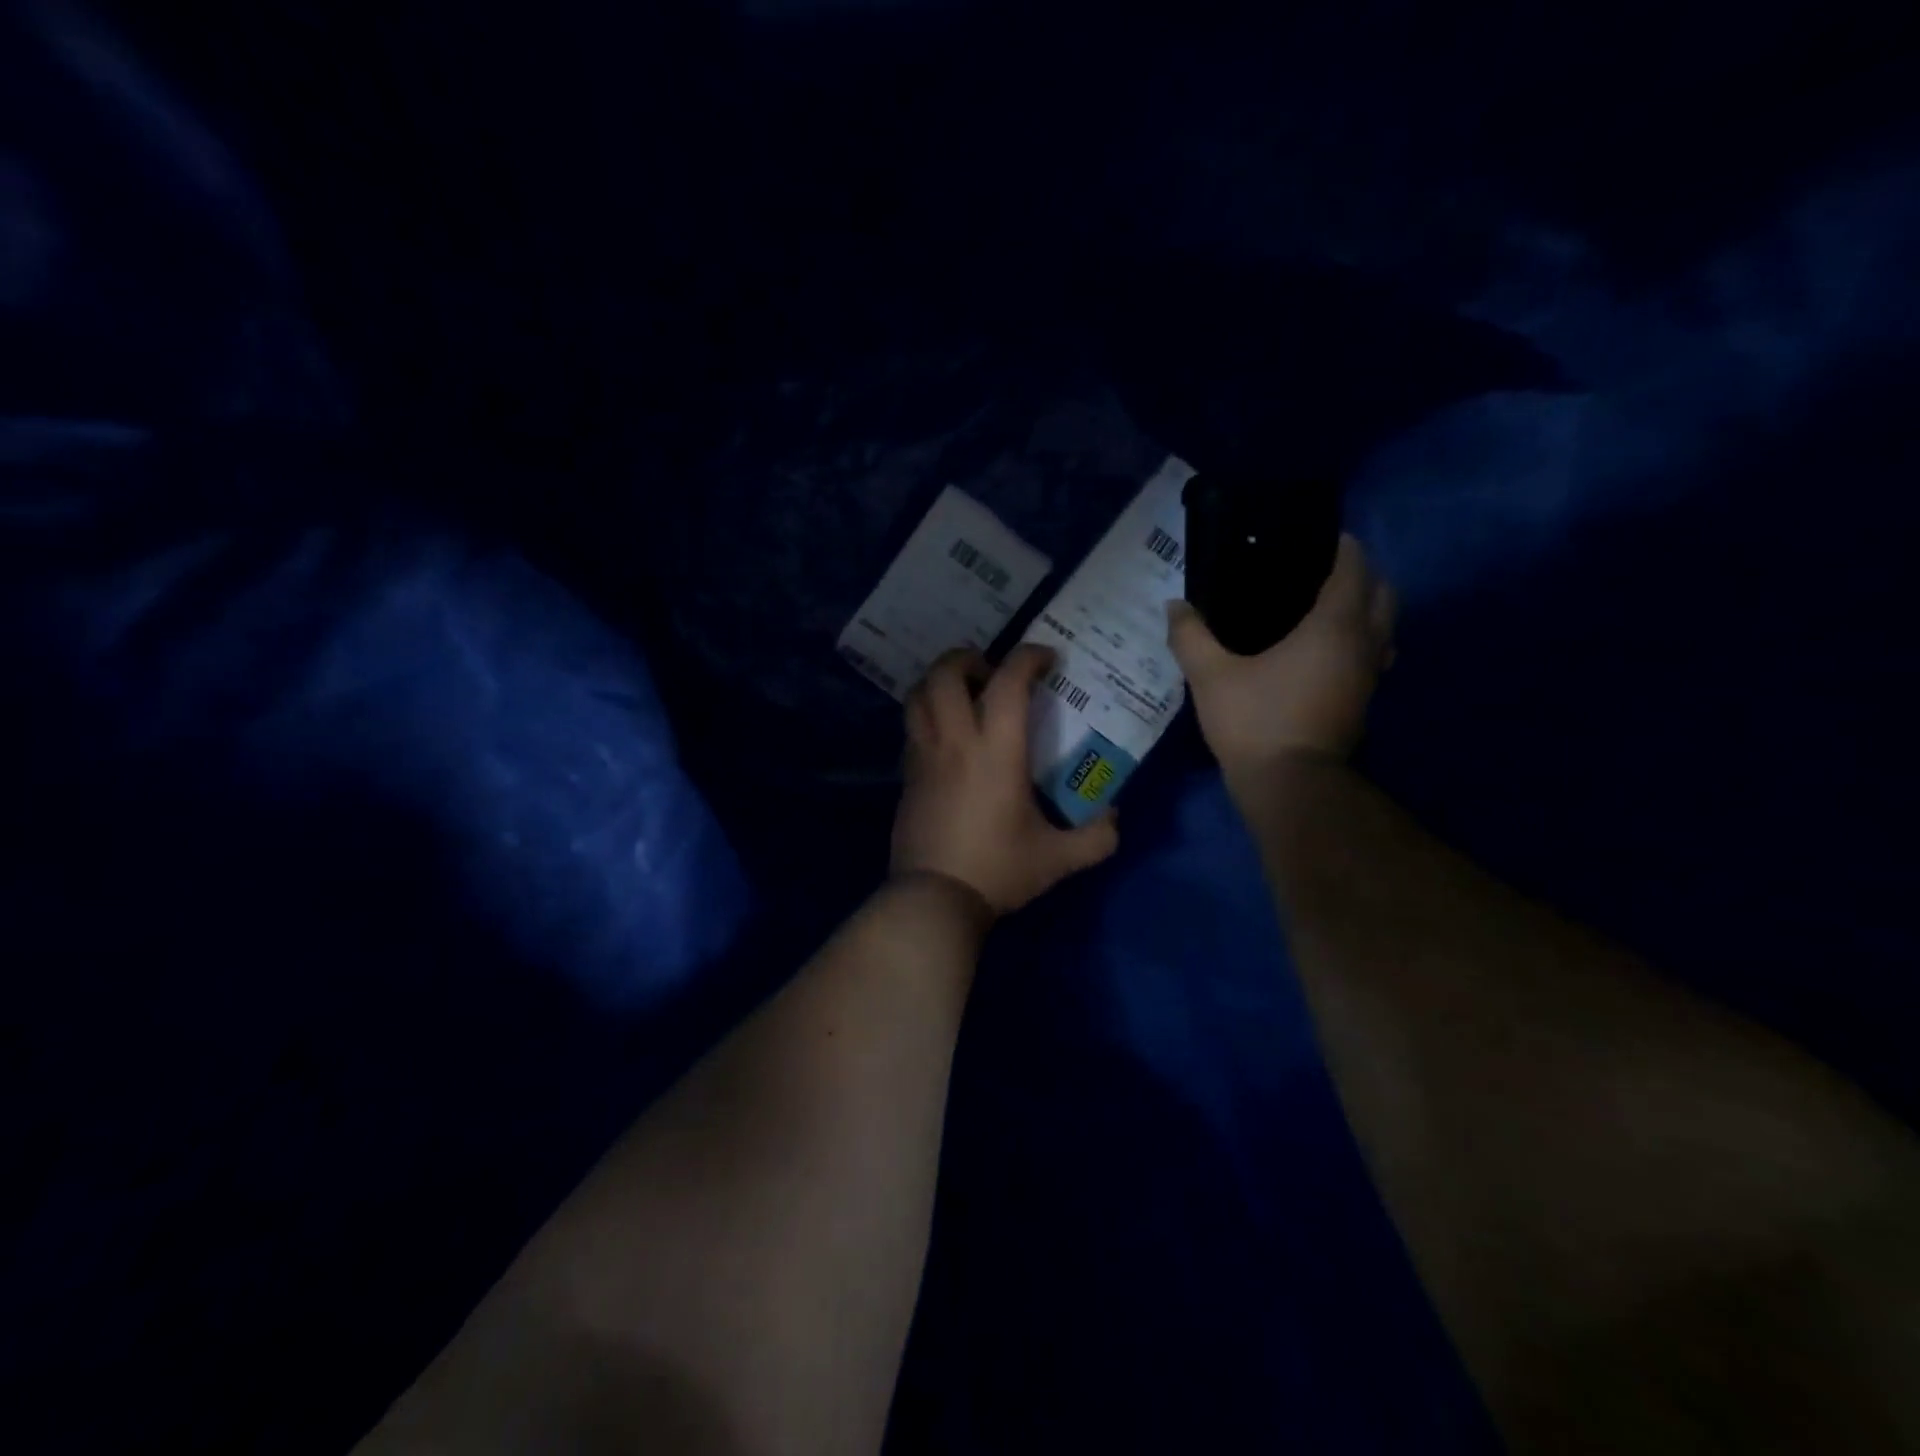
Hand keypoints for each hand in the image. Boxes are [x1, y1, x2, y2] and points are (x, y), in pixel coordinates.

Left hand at [891, 645, 1120, 916]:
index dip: (1028, 658)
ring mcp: (924, 756)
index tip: (1046, 659)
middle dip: (967, 657)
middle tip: (990, 670)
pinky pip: (912, 727)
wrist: (934, 898)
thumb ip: (1096, 838)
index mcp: (996, 751)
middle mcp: (955, 742)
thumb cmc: (998, 870)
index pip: (1008, 682)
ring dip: (939, 681)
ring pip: (918, 695)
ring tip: (963, 693)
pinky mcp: (906, 776)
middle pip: (945, 674)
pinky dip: (928, 714)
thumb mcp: (1058, 859)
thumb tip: (1115, 818)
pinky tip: (947, 735)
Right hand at [1167, 533, 1396, 783]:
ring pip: (1384, 627)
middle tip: (1322, 572)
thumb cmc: (1254, 722)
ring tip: (1326, 609)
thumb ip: (1190, 636)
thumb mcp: (1211, 676)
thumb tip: (1175, 605)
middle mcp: (1363, 644)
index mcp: (1334, 626)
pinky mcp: (1364, 701)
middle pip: (1384, 593)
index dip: (1342, 547)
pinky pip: (1374, 655)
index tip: (1320, 538)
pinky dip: (1360, 641)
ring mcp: (1369, 675)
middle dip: (1363, 575)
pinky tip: (1324, 653)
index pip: (1355, 569)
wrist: (1289, 785)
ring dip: (1367, 610)